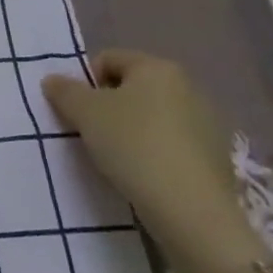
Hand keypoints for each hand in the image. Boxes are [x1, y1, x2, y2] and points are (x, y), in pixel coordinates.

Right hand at [42, 49, 258, 271]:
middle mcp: (189, 88)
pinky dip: (155, 153)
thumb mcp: (83, 112)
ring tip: (118, 158)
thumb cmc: (133, 145)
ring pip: (153, 118)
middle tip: (92, 133)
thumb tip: (54, 81)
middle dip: (109, 107)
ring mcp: (209, 125)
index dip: (85, 82)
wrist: (192, 212)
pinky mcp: (218, 160)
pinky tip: (145, 175)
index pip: (108, 60)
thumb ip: (63, 90)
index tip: (78, 111)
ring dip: (132, 131)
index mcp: (158, 68)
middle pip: (133, 88)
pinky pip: (173, 145)